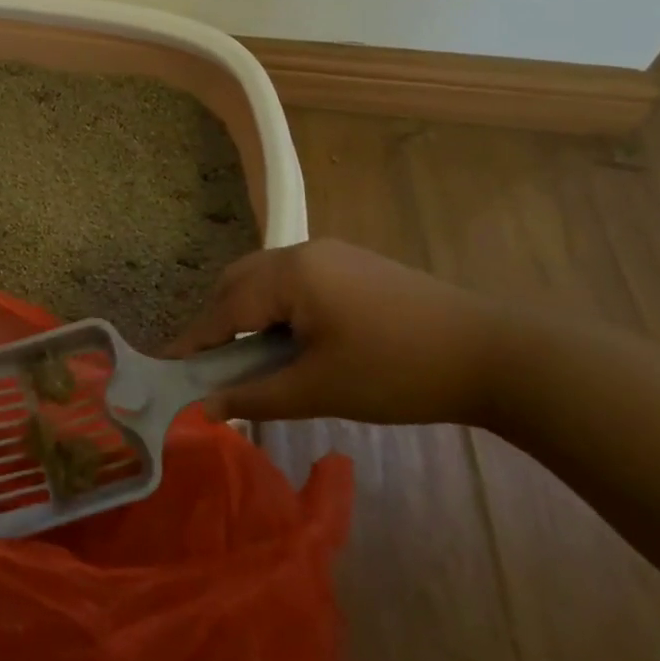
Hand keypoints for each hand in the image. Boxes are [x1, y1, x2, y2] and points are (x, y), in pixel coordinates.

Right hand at [164, 240, 511, 426]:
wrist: (495, 354)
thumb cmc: (398, 372)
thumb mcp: (320, 389)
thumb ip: (255, 396)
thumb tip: (204, 409)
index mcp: (289, 274)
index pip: (224, 308)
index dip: (193, 341)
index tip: (164, 367)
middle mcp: (302, 251)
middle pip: (237, 282)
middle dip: (217, 322)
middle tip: (212, 367)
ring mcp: (330, 253)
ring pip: (265, 278)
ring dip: (248, 312)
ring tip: (252, 357)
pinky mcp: (352, 263)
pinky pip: (294, 279)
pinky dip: (277, 305)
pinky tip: (292, 338)